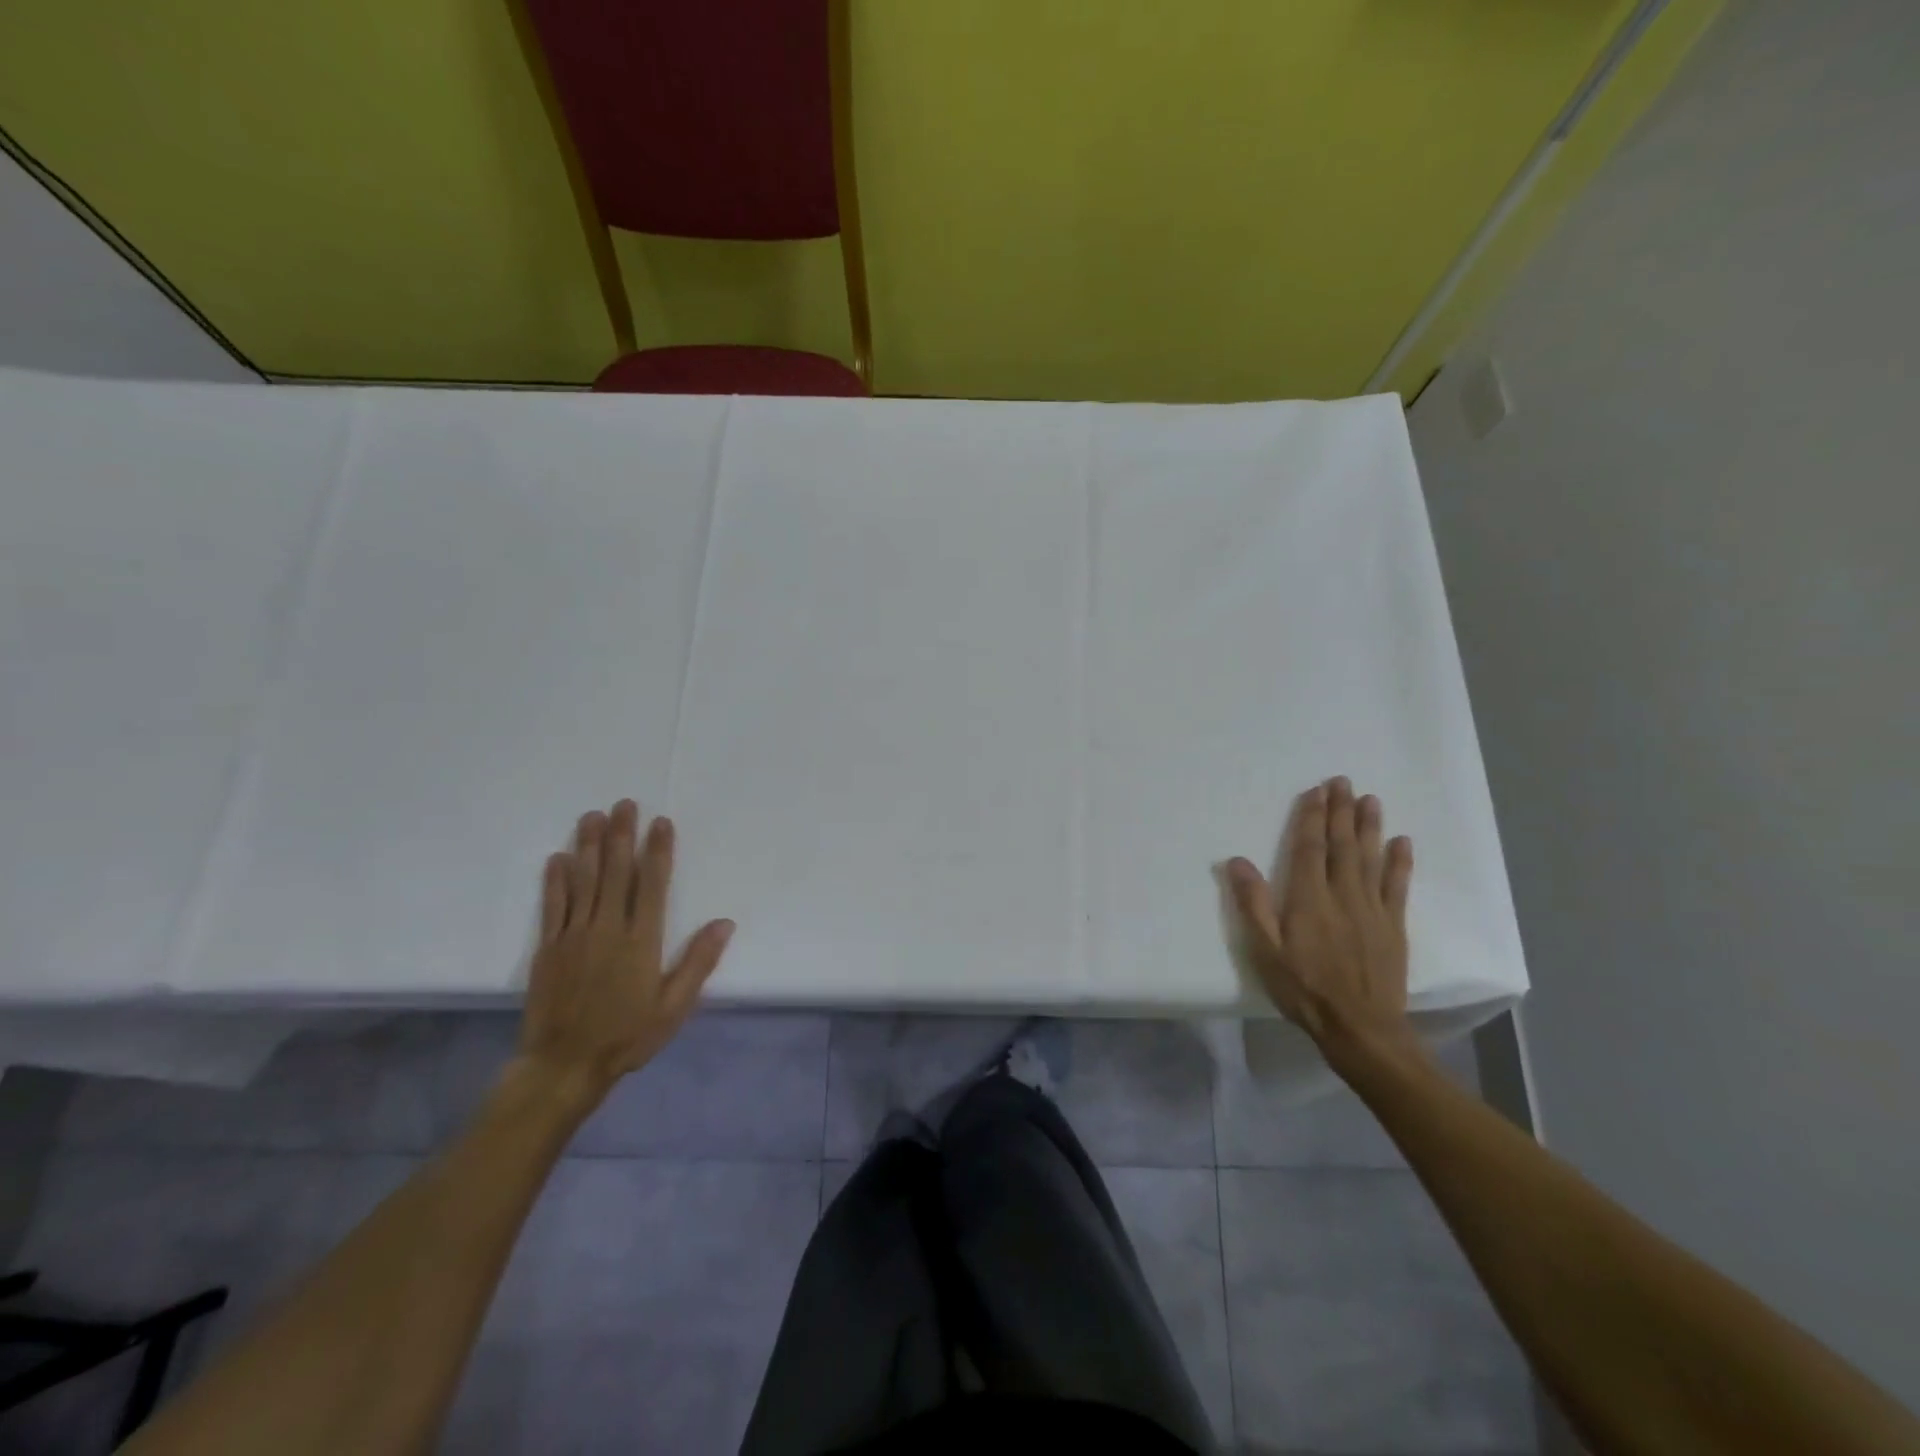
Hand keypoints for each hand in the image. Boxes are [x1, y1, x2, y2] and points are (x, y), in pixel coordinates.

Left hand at [511, 800, 734, 1111]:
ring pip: (584, 881)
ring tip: (592, 816)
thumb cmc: (627, 1036)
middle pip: (616, 872)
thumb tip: (724, 923)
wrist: (564, 1066)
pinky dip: (556, 880)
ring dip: (589, 846)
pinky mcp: (548, 948)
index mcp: (641, 940)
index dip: (658, 850)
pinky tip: (558, 858)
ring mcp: (574, 936)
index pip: (652, 884)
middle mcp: (608, 928)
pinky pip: (553, 906)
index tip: (660, 822)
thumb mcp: (674, 1007)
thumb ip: (698, 962)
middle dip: (621, 835)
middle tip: (624, 804)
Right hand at [1227, 777, 1417, 1066]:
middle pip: (1341, 845)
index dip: (1311, 817)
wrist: (1360, 1028)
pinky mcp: (1393, 926)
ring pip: (1370, 858)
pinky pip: (1397, 887)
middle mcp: (1343, 895)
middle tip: (1343, 781)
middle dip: (1340, 811)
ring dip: (1369, 826)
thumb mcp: (1265, 950)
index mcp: (1308, 898)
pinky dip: (1400, 863)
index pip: (1309, 848)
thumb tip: (1237, 861)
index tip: (1316, 791)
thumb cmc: (1304, 989)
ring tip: (1370, 799)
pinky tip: (1402, 842)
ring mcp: (1372, 909)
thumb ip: (1252, 904)